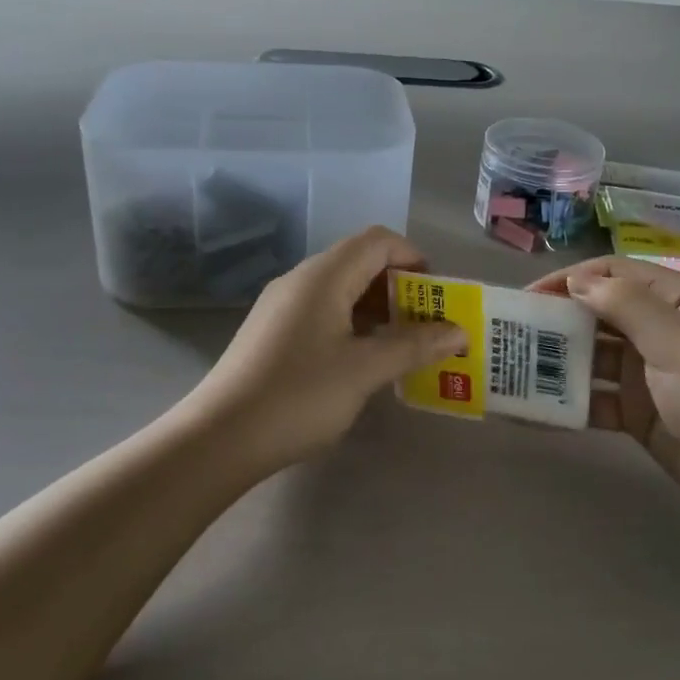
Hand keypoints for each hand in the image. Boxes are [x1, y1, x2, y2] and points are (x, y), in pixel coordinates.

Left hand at [187, 227, 465, 469]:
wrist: (219, 438)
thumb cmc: (299, 395)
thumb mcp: (365, 370)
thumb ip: (415, 346)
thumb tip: (459, 332)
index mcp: (324, 276)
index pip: (378, 241)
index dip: (414, 258)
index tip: (438, 295)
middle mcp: (301, 280)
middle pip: (360, 262)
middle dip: (400, 287)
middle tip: (427, 324)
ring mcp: (282, 306)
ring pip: (341, 289)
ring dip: (377, 308)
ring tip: (403, 345)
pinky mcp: (272, 332)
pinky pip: (323, 311)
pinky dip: (352, 324)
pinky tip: (363, 360)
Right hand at [531, 258, 679, 524]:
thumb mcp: (674, 339)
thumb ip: (624, 304)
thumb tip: (577, 280)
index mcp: (678, 300)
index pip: (616, 273)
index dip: (573, 279)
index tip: (530, 295)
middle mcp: (662, 330)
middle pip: (601, 313)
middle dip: (559, 319)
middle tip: (514, 330)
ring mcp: (649, 373)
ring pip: (594, 356)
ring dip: (559, 360)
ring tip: (515, 366)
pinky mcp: (639, 412)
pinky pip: (597, 398)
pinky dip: (569, 401)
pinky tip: (536, 408)